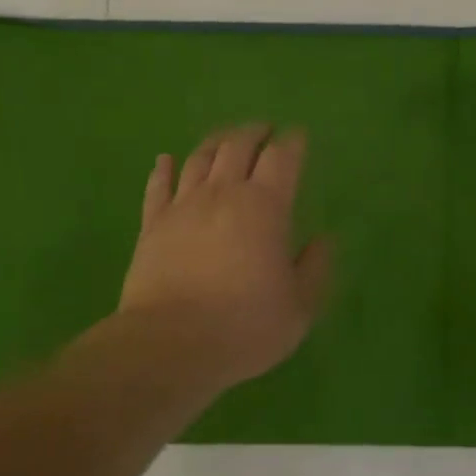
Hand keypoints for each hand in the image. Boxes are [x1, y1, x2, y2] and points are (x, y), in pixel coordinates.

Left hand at [119, 125, 330, 391]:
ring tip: (226, 139)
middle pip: (238, 147)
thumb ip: (314, 269)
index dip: (293, 143)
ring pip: (199, 158)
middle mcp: (223, 194)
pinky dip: (164, 168)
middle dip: (255, 133)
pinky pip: (158, 186)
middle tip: (265, 130)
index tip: (298, 136)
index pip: (282, 158)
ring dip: (216, 142)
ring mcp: (183, 207)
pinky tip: (165, 160)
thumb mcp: (299, 307)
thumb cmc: (244, 326)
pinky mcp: (152, 225)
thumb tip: (323, 241)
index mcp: (265, 207)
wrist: (170, 345)